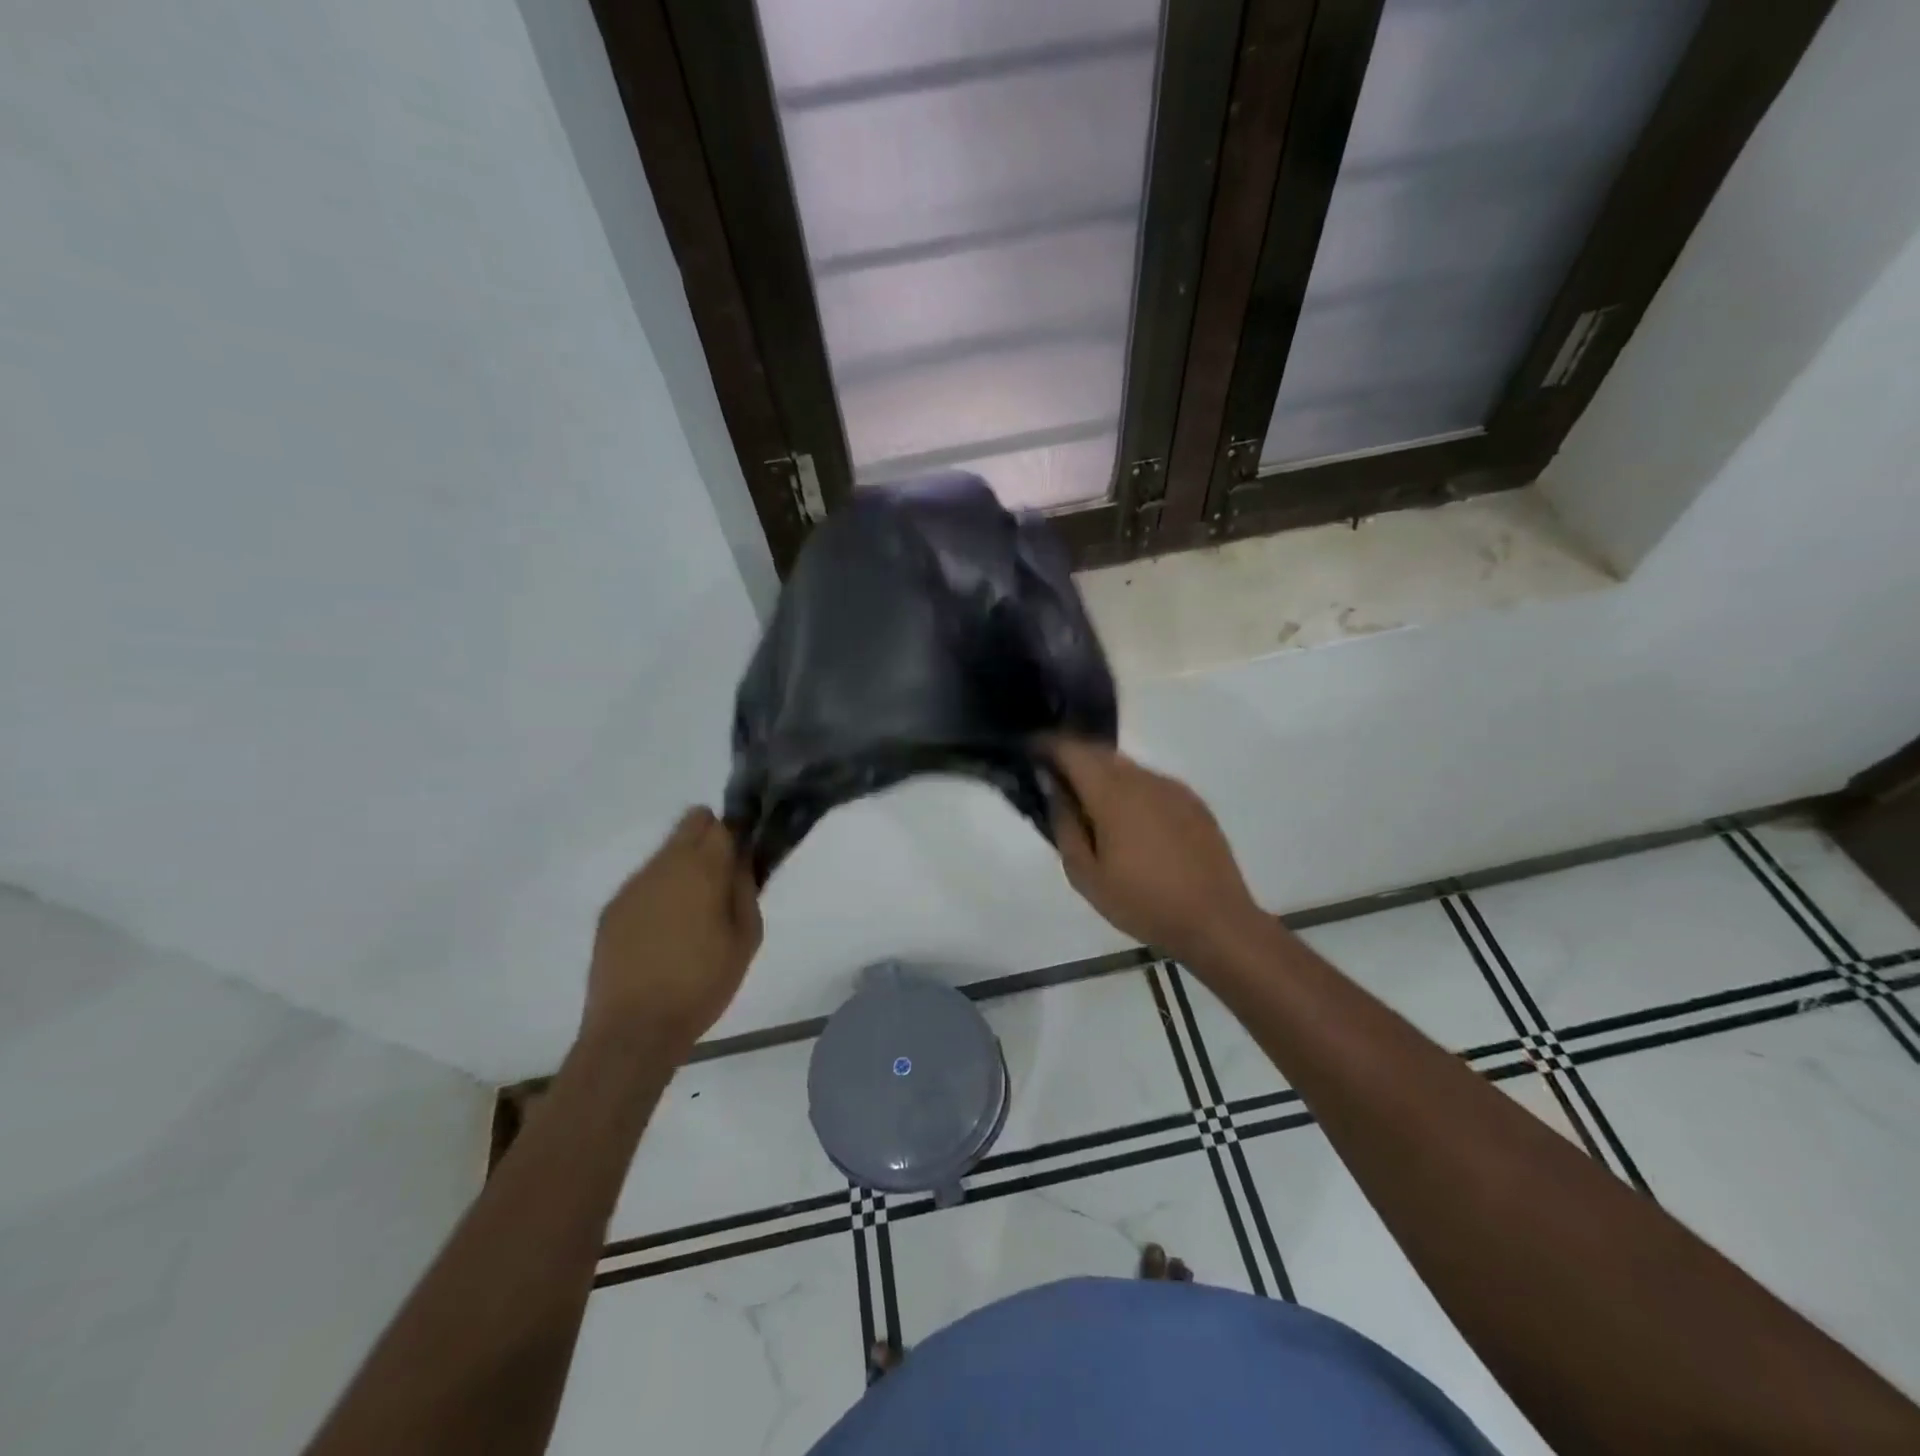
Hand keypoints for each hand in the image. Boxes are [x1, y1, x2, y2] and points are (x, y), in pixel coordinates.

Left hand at [584, 808, 762, 1053]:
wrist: (634, 1029)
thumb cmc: (702, 984)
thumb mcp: (746, 938)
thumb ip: (746, 888)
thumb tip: (743, 859)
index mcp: (703, 869)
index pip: (723, 824)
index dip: (739, 833)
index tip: (747, 853)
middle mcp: (664, 865)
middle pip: (690, 824)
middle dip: (711, 838)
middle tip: (723, 877)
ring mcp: (633, 886)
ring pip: (666, 852)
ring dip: (684, 866)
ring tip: (694, 911)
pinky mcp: (612, 909)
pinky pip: (645, 882)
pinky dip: (660, 892)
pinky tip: (664, 930)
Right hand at [1043, 738, 1264, 965]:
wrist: (1215, 920)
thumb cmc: (1142, 902)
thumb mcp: (1086, 875)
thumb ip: (1064, 826)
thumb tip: (1055, 791)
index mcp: (1113, 794)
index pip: (1072, 750)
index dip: (1047, 745)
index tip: (1030, 752)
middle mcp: (1143, 779)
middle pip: (1100, 753)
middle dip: (1073, 759)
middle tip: (1055, 782)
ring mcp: (1173, 788)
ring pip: (1127, 768)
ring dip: (1103, 776)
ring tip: (1092, 807)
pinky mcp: (1193, 802)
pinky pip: (1151, 784)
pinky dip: (1131, 791)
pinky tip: (1131, 823)